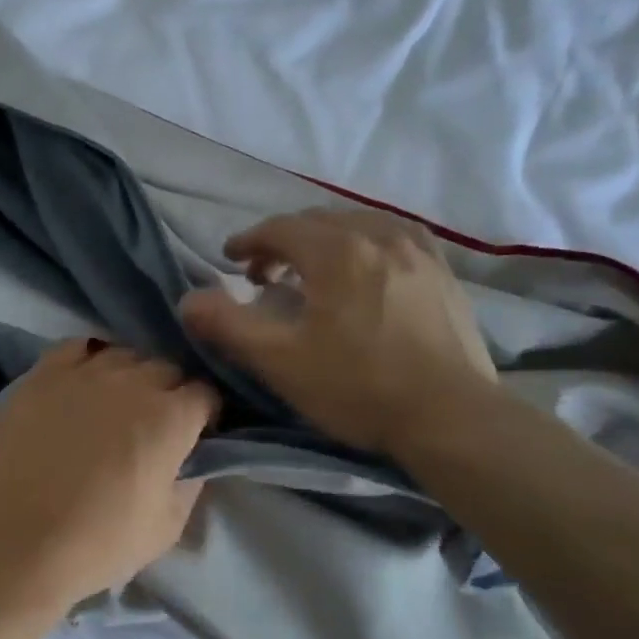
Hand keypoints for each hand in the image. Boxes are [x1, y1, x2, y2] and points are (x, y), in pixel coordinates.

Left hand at [0, 339, 220, 610]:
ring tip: (116, 405)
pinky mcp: (40, 376)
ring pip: (122, 356)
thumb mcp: (166, 528)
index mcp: (170, 418)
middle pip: (166, 369)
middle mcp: (131, 382)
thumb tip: (193, 461)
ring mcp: (82, 374)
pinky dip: (87, 361)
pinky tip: (81, 384)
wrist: (15, 544)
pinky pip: (74, 348)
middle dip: (170, 392)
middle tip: (156, 426)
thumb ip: (190, 483)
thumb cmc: (98, 544)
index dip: (205, 414)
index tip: (196, 435)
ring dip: (130, 376)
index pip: (205, 394)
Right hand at [179, 208, 497, 454]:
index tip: (229, 258)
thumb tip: (188, 300)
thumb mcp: (280, 361)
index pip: (281, 228)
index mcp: (337, 252)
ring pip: (360, 224)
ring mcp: (419, 252)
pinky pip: (395, 238)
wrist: (449, 417)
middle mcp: (379, 236)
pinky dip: (366, 244)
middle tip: (263, 273)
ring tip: (313, 269)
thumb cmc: (358, 388)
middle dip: (284, 240)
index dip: (249, 240)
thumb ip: (228, 326)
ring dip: (326, 239)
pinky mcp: (443, 274)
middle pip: (320, 221)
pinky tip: (367, 270)